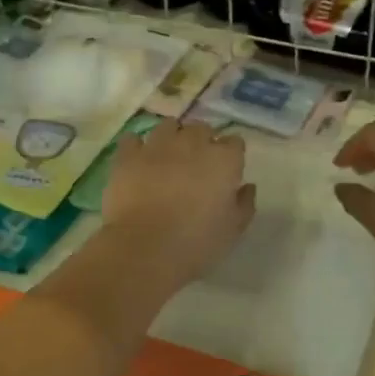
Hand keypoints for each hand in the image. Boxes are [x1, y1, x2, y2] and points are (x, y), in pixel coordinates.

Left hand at [104, 120, 255, 288]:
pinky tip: (138, 162)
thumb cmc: (197, 243)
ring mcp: (157, 146)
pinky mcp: (128, 155)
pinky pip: (133, 140)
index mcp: (224, 160)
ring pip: (168, 126)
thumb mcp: (233, 230)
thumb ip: (244, 204)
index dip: (231, 156)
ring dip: (172, 138)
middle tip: (197, 166)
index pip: (234, 143)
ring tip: (167, 158)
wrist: (145, 249)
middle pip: (201, 129)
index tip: (226, 172)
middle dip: (202, 142)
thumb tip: (247, 187)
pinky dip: (137, 147)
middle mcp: (192, 143)